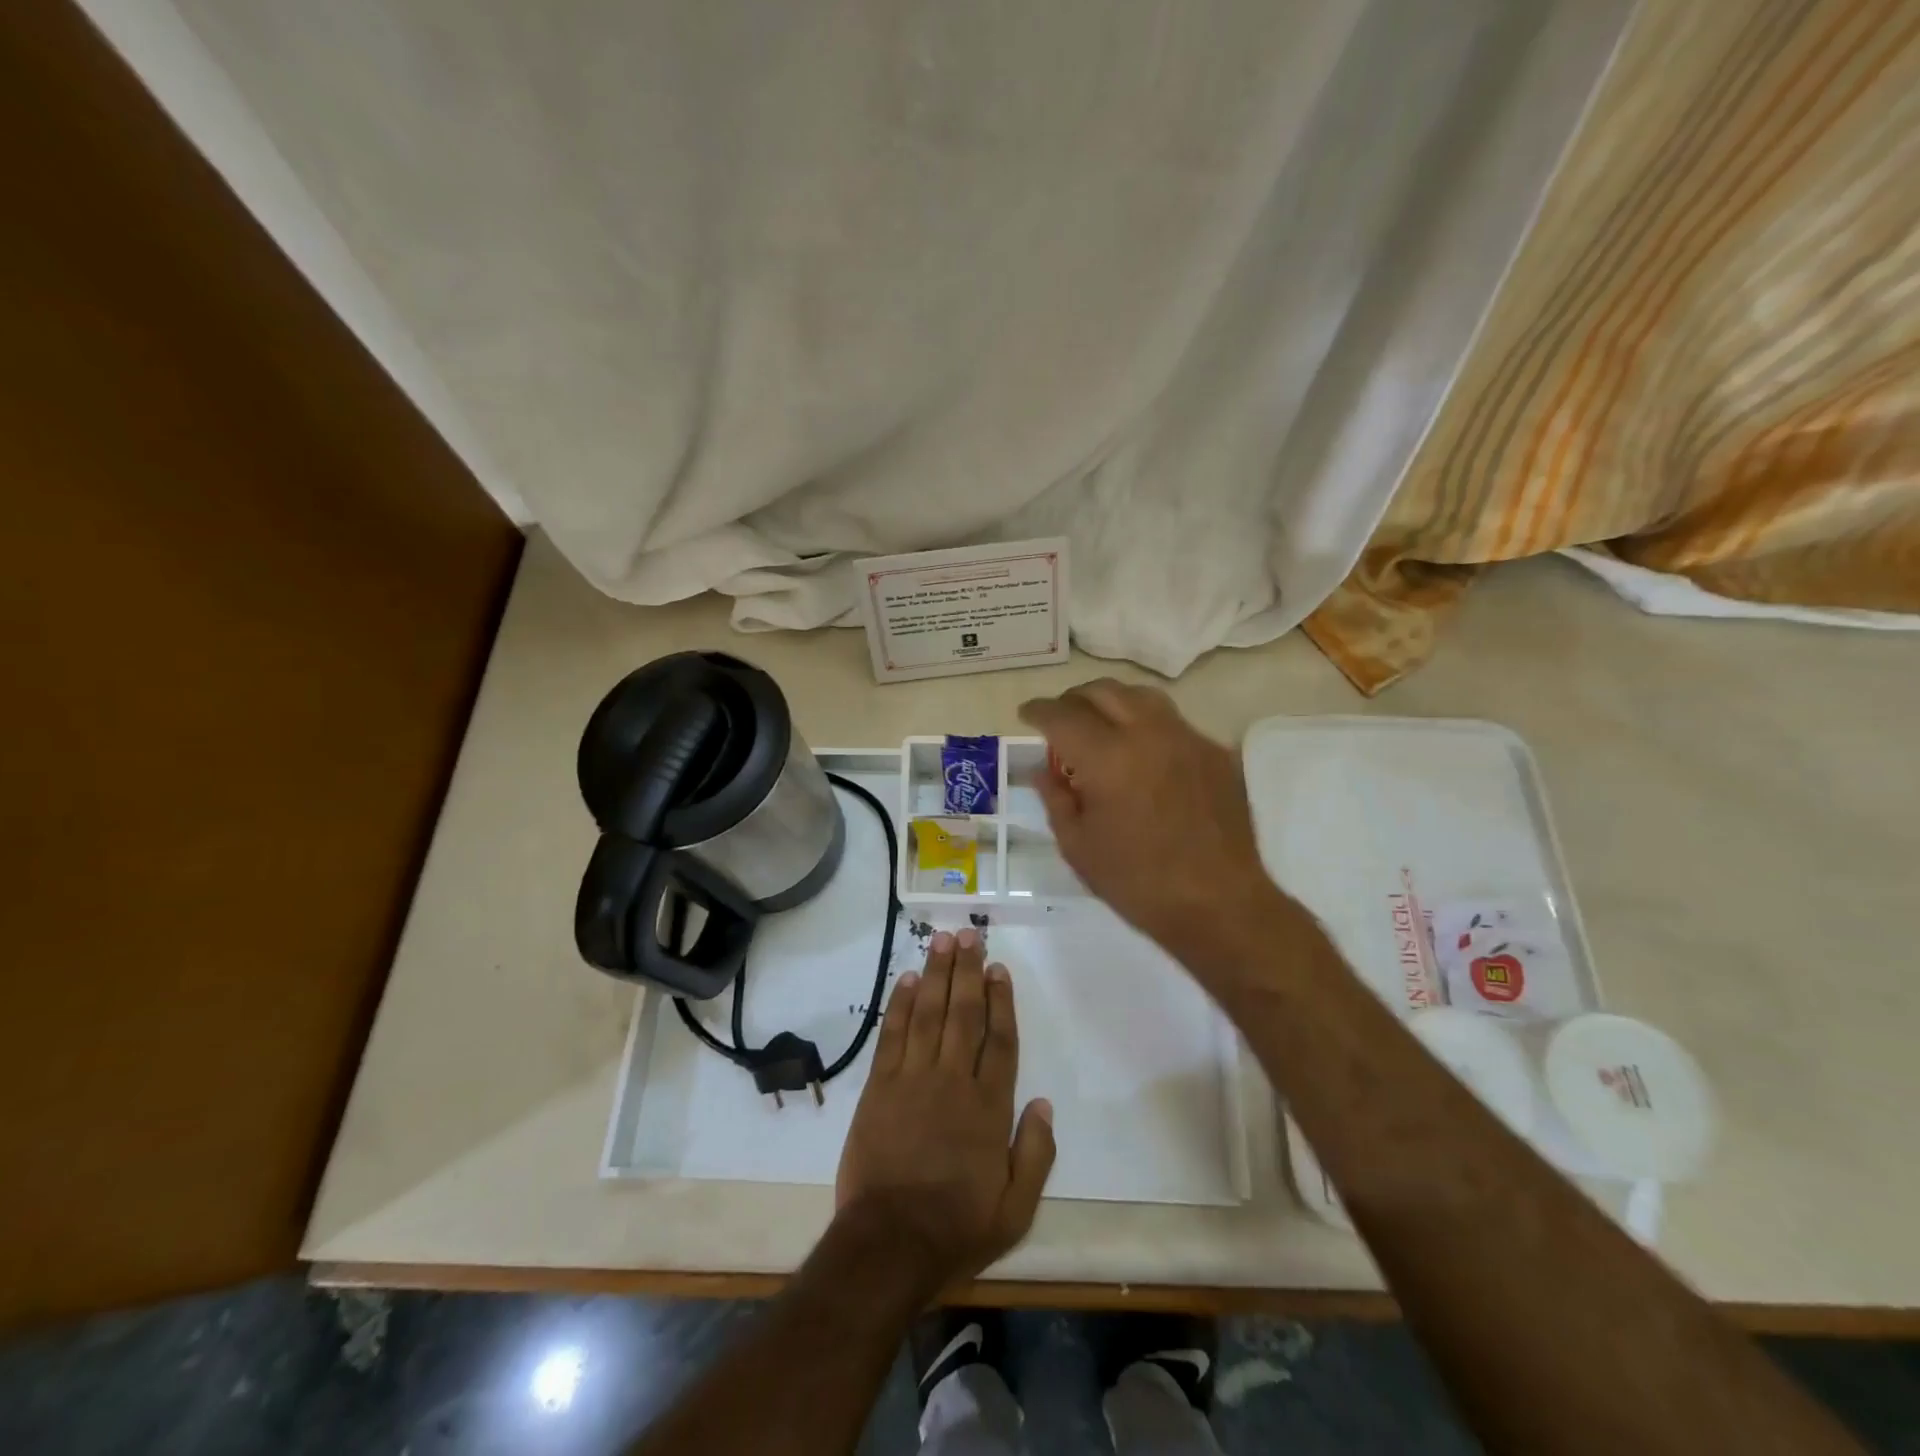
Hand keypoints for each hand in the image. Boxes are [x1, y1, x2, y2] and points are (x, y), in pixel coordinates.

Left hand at [834, 929, 1054, 1288]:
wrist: (889, 1243)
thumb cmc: (957, 1226)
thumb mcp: (1016, 1208)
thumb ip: (1036, 1153)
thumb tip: (1044, 1103)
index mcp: (988, 1106)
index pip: (999, 1040)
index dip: (1001, 1000)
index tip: (998, 969)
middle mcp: (952, 1080)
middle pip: (963, 1013)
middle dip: (967, 971)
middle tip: (968, 935)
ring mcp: (913, 1079)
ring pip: (927, 1013)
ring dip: (935, 974)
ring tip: (940, 941)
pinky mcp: (879, 1086)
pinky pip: (891, 1035)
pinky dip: (898, 1005)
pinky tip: (905, 980)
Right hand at [1019, 678, 1280, 955]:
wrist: (1219, 903)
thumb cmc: (1137, 882)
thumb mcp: (1078, 846)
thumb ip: (1056, 799)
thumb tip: (1043, 770)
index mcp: (1107, 757)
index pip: (1062, 715)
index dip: (1038, 711)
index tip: (1027, 714)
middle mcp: (1148, 733)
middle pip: (1102, 691)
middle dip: (1073, 699)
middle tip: (1061, 719)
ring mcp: (1187, 738)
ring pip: (1141, 696)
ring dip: (1112, 702)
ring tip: (1100, 724)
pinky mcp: (1214, 752)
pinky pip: (1173, 722)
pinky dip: (1146, 725)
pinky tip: (1142, 754)